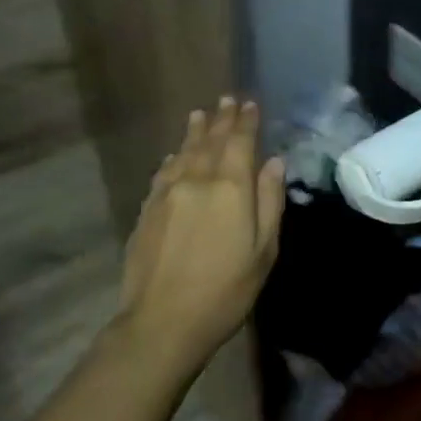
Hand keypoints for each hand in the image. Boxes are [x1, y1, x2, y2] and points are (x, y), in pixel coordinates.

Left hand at [118, 97, 287, 371]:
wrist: (162, 321)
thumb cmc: (225, 290)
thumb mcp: (263, 251)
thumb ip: (269, 202)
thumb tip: (273, 162)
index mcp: (230, 187)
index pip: (239, 142)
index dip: (245, 121)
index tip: (249, 103)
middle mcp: (197, 180)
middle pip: (210, 141)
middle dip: (221, 119)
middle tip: (226, 99)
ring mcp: (167, 193)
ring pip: (184, 152)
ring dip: (195, 132)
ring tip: (200, 114)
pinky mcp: (148, 209)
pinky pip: (164, 172)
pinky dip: (173, 158)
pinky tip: (174, 156)